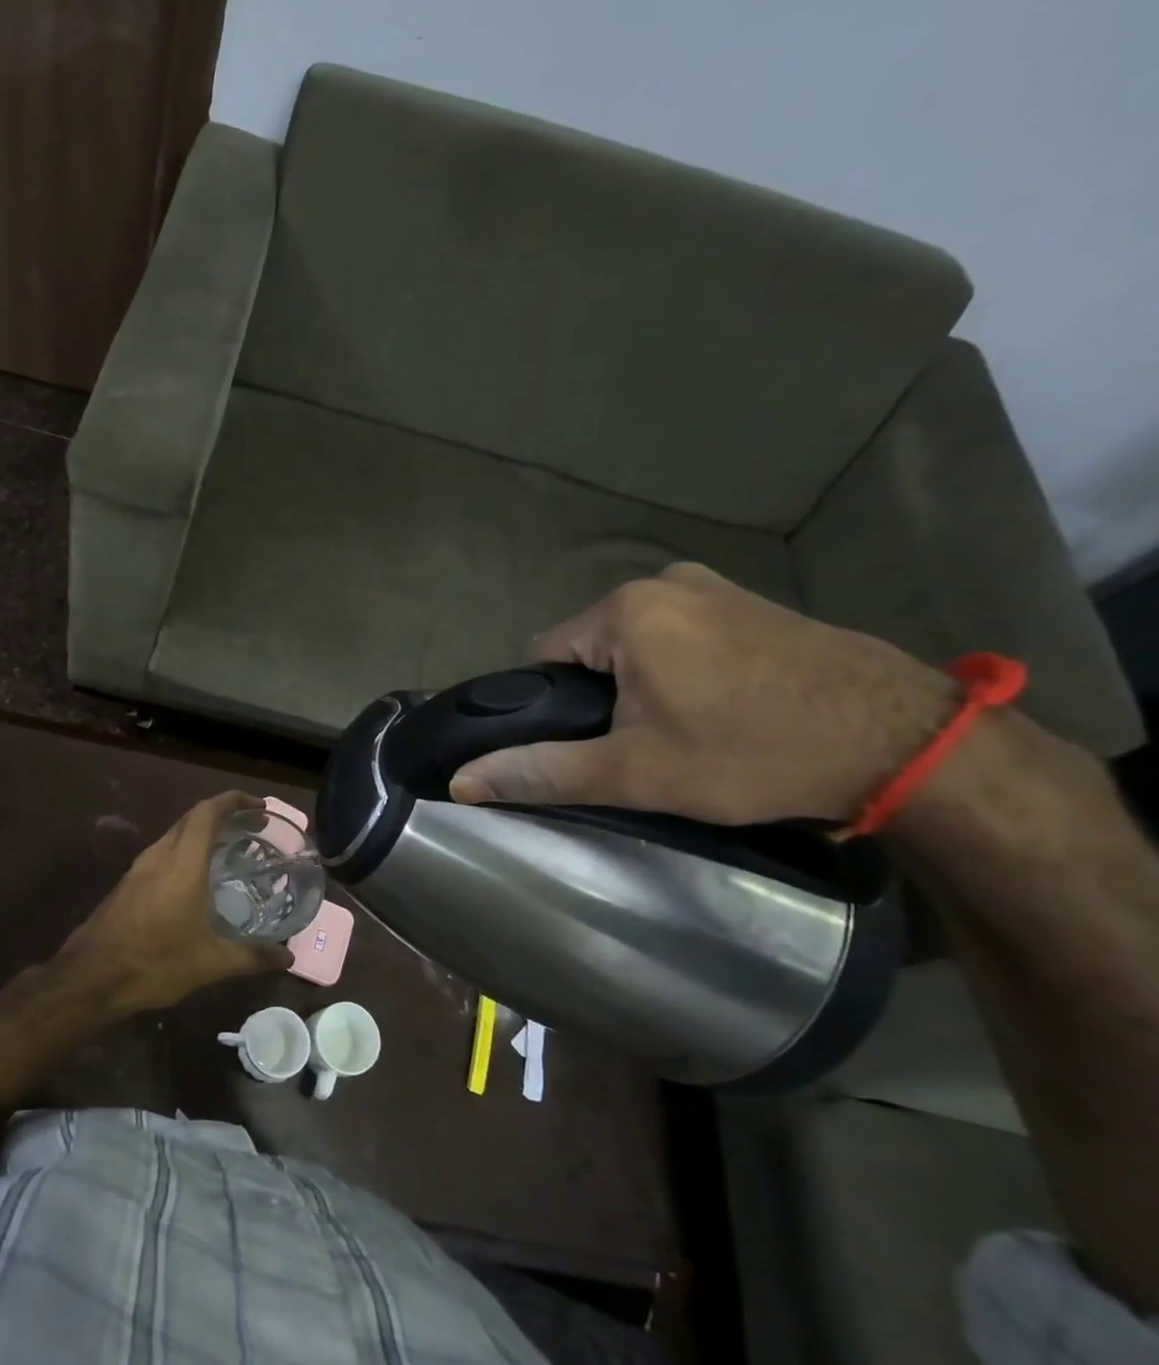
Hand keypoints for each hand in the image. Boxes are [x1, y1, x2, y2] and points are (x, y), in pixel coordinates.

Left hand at [54, 791, 292, 1014]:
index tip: (259, 807)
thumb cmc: (154, 962)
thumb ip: (251, 956)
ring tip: (229, 851)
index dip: (233, 801)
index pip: (208, 812)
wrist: (91, 976)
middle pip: (191, 818)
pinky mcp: (128, 883)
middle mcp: (160, 855)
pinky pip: (162, 853)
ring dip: (201, 833)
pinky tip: (196, 879)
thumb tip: (287, 956)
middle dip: (222, 814)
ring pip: (174, 835)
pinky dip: (185, 851)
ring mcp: (139, 868)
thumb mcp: (210, 963)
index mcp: (183, 862)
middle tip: (251, 828)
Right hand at [450, 563, 958, 824]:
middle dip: (599, 695)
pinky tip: (718, 707)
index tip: (586, 745)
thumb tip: (461, 781)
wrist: (904, 743)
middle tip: (637, 747)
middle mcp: (662, 582)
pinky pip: (683, 634)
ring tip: (680, 732)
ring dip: (640, 682)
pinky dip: (681, 667)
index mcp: (622, 611)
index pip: (543, 657)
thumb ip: (542, 770)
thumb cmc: (751, 753)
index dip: (552, 707)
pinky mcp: (754, 601)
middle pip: (591, 648)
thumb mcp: (635, 771)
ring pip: (637, 642)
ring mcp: (714, 586)